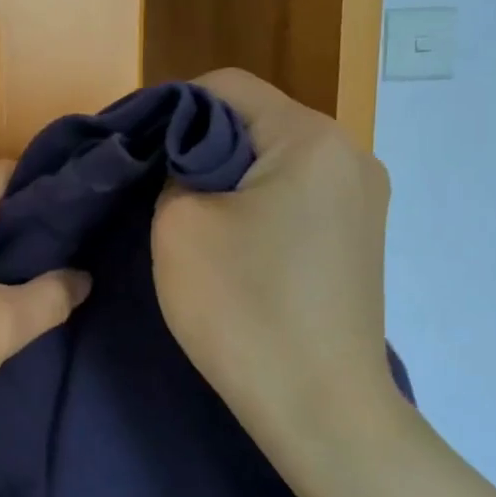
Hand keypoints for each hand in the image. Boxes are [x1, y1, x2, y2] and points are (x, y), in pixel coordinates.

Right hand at [152, 69, 397, 448]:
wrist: (320, 410)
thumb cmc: (244, 309)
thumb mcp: (179, 224)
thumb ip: (172, 169)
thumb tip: (184, 163)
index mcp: (311, 138)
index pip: (225, 86)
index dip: (167, 106)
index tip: (133, 148)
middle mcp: (350, 155)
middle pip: (253, 120)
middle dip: (196, 144)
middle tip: (152, 184)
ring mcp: (362, 199)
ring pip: (273, 160)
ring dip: (225, 176)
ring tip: (188, 216)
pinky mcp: (358, 237)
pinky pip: (295, 195)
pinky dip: (255, 204)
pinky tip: (231, 242)